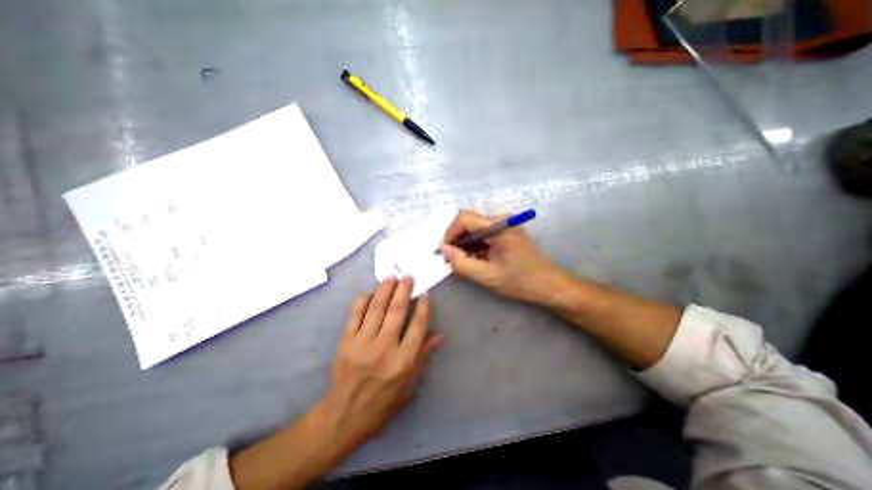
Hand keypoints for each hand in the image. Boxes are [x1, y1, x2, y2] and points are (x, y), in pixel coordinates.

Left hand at [320, 277, 444, 456]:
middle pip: (397, 311)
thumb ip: (423, 356)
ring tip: (392, 277)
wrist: (342, 417)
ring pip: (377, 308)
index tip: (425, 294)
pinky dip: (363, 300)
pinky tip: (369, 292)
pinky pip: (355, 314)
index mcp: (403, 361)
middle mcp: (384, 348)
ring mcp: (363, 343)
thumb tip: (439, 334)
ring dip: (385, 289)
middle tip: (408, 276)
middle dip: (404, 290)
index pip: (417, 326)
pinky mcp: (346, 341)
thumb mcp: (409, 386)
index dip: (423, 307)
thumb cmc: (381, 404)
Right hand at [440, 208, 568, 303]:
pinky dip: (475, 246)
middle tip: (452, 260)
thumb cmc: (520, 281)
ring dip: (466, 245)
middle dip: (457, 241)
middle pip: (469, 223)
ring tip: (464, 263)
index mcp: (499, 226)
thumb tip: (444, 249)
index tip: (445, 252)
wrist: (549, 285)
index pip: (464, 218)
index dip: (450, 233)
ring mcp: (505, 225)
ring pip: (475, 229)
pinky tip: (476, 260)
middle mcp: (501, 220)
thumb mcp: (486, 276)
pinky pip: (483, 235)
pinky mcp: (506, 232)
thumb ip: (461, 263)